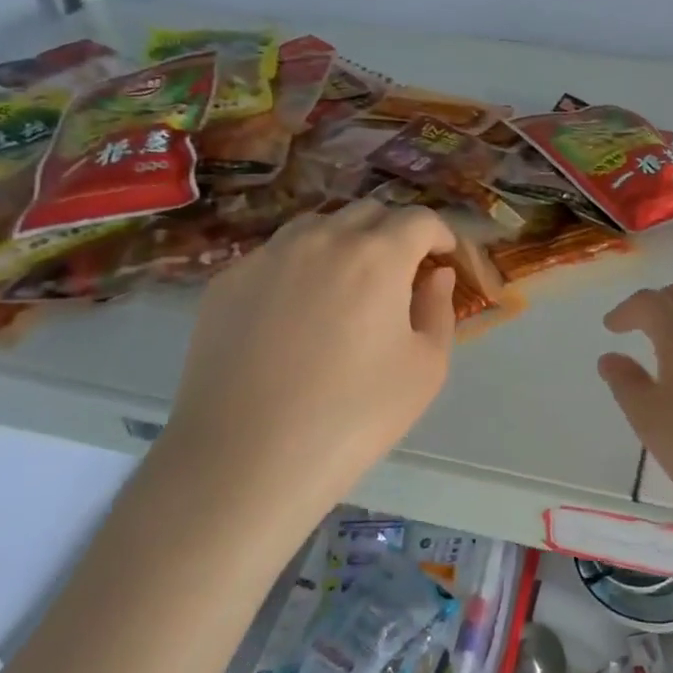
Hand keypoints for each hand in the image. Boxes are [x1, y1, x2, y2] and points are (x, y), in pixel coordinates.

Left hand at [161, 200, 457, 515]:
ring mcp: (268, 256)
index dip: (441, 233)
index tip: (444, 257)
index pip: (419, 219)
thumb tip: (433, 275)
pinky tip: (297, 311)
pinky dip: (301, 266)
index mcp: (377, 256)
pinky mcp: (227, 281)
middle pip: (369, 212)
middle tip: (401, 274)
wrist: (245, 459)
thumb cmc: (354, 417)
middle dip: (395, 233)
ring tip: (349, 285)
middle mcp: (322, 239)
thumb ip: (438, 309)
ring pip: (318, 226)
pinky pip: (276, 255)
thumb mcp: (425, 369)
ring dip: (345, 241)